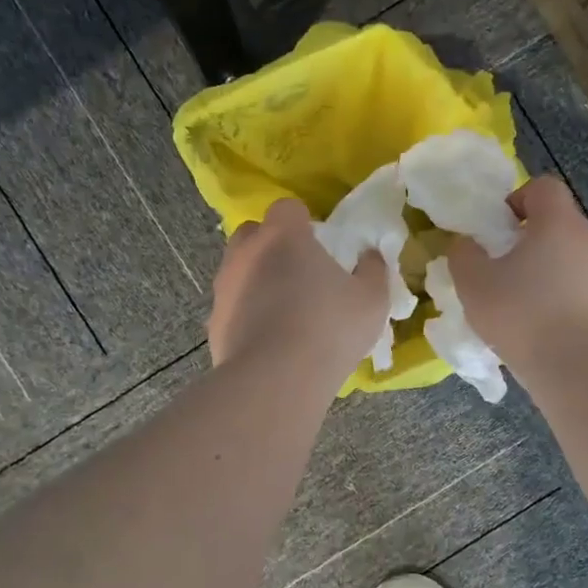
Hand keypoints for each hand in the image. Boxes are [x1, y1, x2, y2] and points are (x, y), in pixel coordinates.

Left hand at [208, 198, 388, 383]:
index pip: (287, 208)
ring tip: (284, 312)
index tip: (320, 246)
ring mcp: (224, 287)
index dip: (304, 223)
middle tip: (300, 274)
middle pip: (254, 233)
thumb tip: (369, 257)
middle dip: (272, 246)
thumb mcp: (372, 300)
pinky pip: (232, 307)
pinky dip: (246, 315)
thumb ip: (373, 270)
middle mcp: (246, 253)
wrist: (275, 380)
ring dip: (257, 280)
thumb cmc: (329, 328)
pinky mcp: (213, 322)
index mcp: (283, 236)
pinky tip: (268, 341)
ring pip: (238, 270)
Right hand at [446, 175, 587, 369]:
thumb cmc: (520, 313)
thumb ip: (464, 254)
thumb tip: (467, 244)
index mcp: (560, 222)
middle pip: (560, 223)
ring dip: (550, 267)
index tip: (498, 229)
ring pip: (573, 256)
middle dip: (532, 238)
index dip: (517, 200)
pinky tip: (543, 324)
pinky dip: (564, 295)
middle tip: (505, 266)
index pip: (544, 188)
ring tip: (524, 298)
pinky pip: (582, 287)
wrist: (573, 367)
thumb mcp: (473, 281)